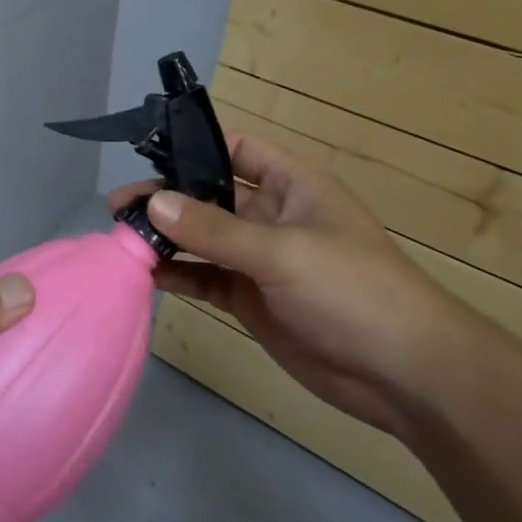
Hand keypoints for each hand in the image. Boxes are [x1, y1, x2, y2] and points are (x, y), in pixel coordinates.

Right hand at [110, 132, 472, 435]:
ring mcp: (260, 259)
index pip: (235, 149)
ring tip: (120, 238)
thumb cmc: (352, 291)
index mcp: (292, 184)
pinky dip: (179, 275)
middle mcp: (272, 215)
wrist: (403, 374)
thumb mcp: (282, 252)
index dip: (194, 147)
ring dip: (167, 239)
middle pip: (209, 195)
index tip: (144, 154)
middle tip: (118, 207)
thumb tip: (153, 202)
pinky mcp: (252, 299)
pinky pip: (207, 278)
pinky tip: (147, 275)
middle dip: (167, 198)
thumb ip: (214, 229)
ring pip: (203, 239)